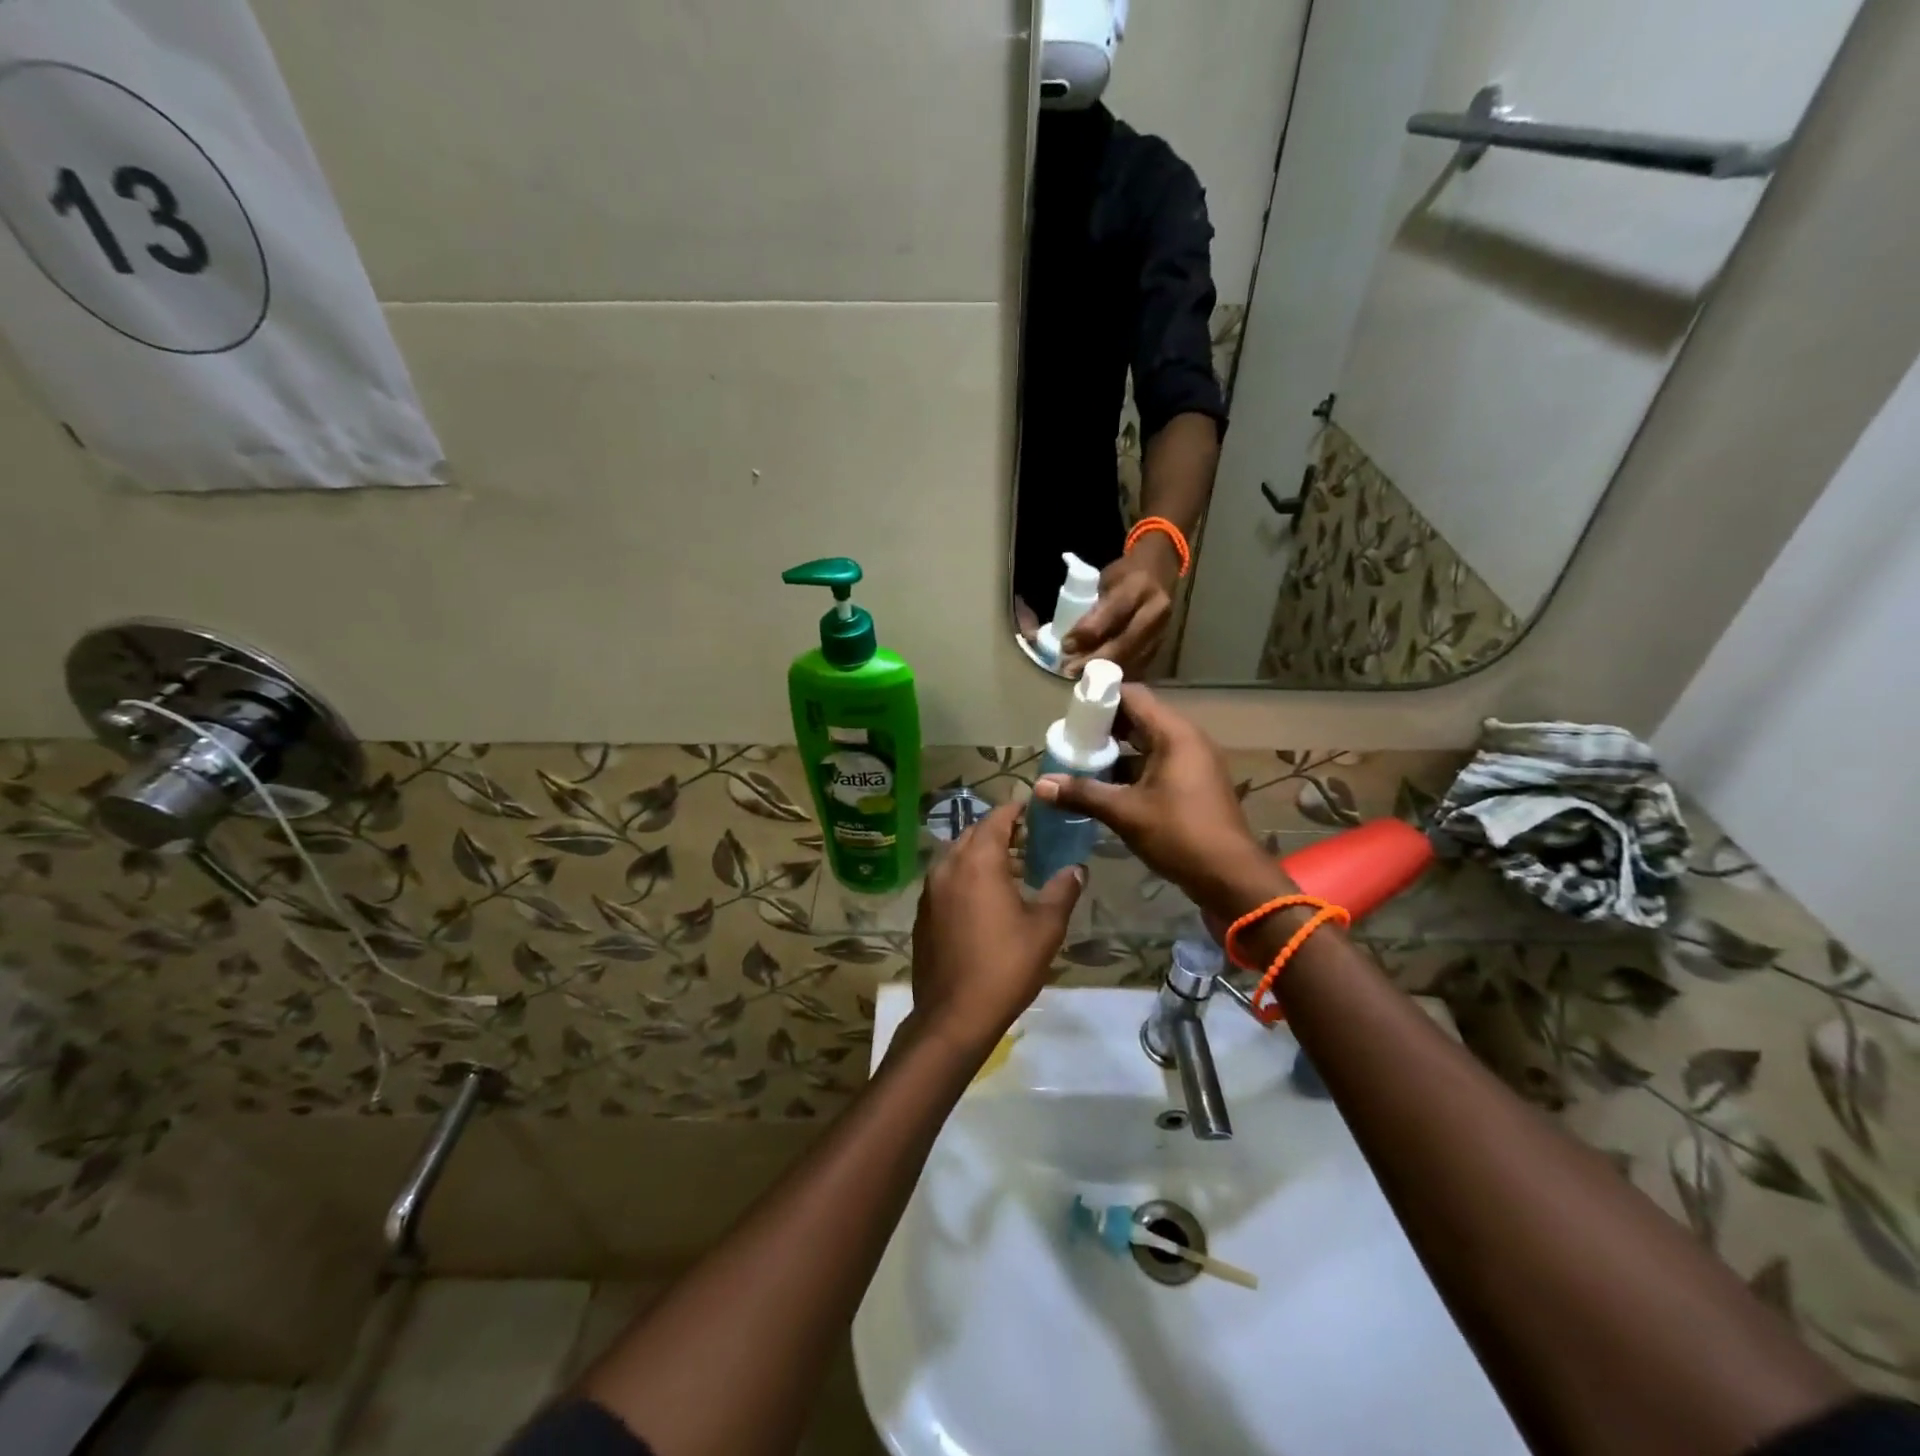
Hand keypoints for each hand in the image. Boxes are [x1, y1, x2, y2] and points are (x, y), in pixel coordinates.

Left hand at [908, 803, 1083, 1056]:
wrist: (954, 1014)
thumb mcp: (1045, 928)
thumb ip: (1061, 891)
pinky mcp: (923, 913)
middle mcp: (948, 866)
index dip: (1015, 810)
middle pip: (973, 833)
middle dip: (999, 831)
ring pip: (957, 856)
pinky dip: (965, 875)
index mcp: (978, 862)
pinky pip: (946, 879)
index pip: (996, 819)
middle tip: (1027, 839)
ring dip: (982, 854)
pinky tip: (985, 899)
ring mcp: (930, 890)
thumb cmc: (1006, 966)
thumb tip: (1076, 869)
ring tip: (1011, 869)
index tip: (1033, 808)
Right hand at [1033, 684, 1293, 921]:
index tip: (1072, 713)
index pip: (1133, 695)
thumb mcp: (1125, 812)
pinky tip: (1106, 788)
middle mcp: (1187, 740)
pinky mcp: (1194, 784)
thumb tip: (1040, 785)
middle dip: (1104, 727)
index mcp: (1175, 734)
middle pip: (1139, 718)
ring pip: (1147, 743)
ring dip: (1116, 751)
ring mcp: (1194, 762)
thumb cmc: (1179, 834)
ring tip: (1082, 764)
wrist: (1230, 877)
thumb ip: (1082, 794)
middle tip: (1071, 741)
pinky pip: (1157, 763)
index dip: (1101, 698)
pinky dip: (1132, 769)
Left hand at [1061, 537, 1179, 677]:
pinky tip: (1099, 677)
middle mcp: (1156, 610)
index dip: (1087, 633)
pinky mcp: (1163, 644)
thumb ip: (1094, 610)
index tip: (1065, 646)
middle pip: (1124, 643)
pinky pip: (1139, 664)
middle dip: (1095, 660)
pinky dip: (1118, 672)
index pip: (1111, 614)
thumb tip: (1072, 643)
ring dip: (1104, 671)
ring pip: (1132, 658)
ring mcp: (1163, 629)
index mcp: (1139, 587)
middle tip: (1070, 671)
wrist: (1161, 570)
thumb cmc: (1127, 574)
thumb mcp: (1106, 581)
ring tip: (1080, 677)